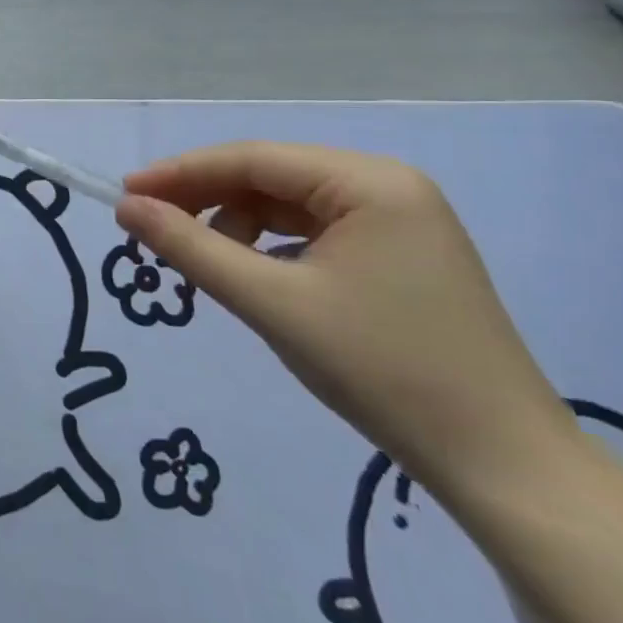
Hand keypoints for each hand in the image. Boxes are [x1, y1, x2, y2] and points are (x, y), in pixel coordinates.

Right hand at [116, 142, 579, 510]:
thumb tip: (126, 208)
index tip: (123, 195)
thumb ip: (190, 247)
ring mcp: (398, 221)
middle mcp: (387, 187)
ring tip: (199, 261)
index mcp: (370, 183)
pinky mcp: (398, 255)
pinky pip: (312, 231)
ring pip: (287, 203)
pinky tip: (248, 273)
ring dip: (233, 223)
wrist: (500, 463)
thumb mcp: (270, 302)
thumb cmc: (381, 369)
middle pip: (269, 175)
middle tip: (148, 227)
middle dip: (205, 198)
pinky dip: (268, 245)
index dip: (179, 173)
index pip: (251, 159)